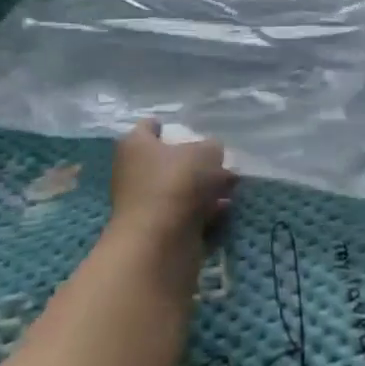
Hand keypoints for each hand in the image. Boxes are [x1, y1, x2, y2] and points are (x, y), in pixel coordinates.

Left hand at [109, 120, 235, 260]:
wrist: (160, 239)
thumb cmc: (177, 182)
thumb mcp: (206, 153)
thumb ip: (212, 148)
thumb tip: (213, 153)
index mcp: (136, 145)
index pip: (148, 127)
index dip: (165, 125)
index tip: (186, 127)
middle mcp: (134, 171)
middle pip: (166, 159)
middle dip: (192, 160)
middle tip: (218, 159)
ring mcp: (144, 202)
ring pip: (178, 187)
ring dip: (202, 187)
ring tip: (231, 185)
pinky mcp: (157, 227)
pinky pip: (184, 211)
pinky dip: (202, 209)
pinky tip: (224, 207)